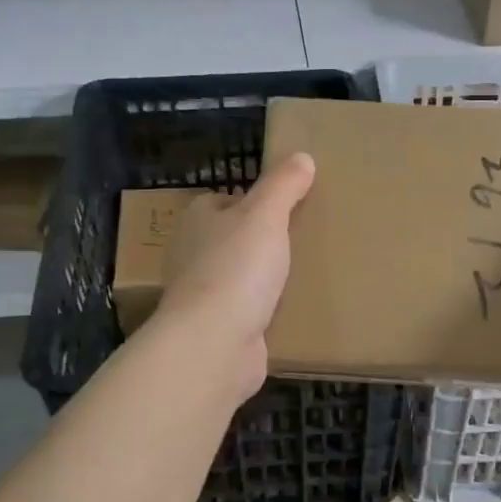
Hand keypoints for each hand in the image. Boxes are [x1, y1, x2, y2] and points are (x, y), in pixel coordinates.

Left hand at [153, 152, 315, 400]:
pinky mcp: (219, 329)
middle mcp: (194, 255)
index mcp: (198, 221)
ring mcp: (204, 296)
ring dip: (266, 278)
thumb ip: (283, 185)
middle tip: (305, 239)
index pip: (224, 201)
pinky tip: (294, 311)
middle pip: (233, 239)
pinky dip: (267, 311)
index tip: (287, 207)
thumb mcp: (265, 215)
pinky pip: (249, 312)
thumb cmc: (236, 269)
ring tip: (306, 273)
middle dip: (262, 241)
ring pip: (241, 277)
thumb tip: (302, 157)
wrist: (214, 344)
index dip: (253, 202)